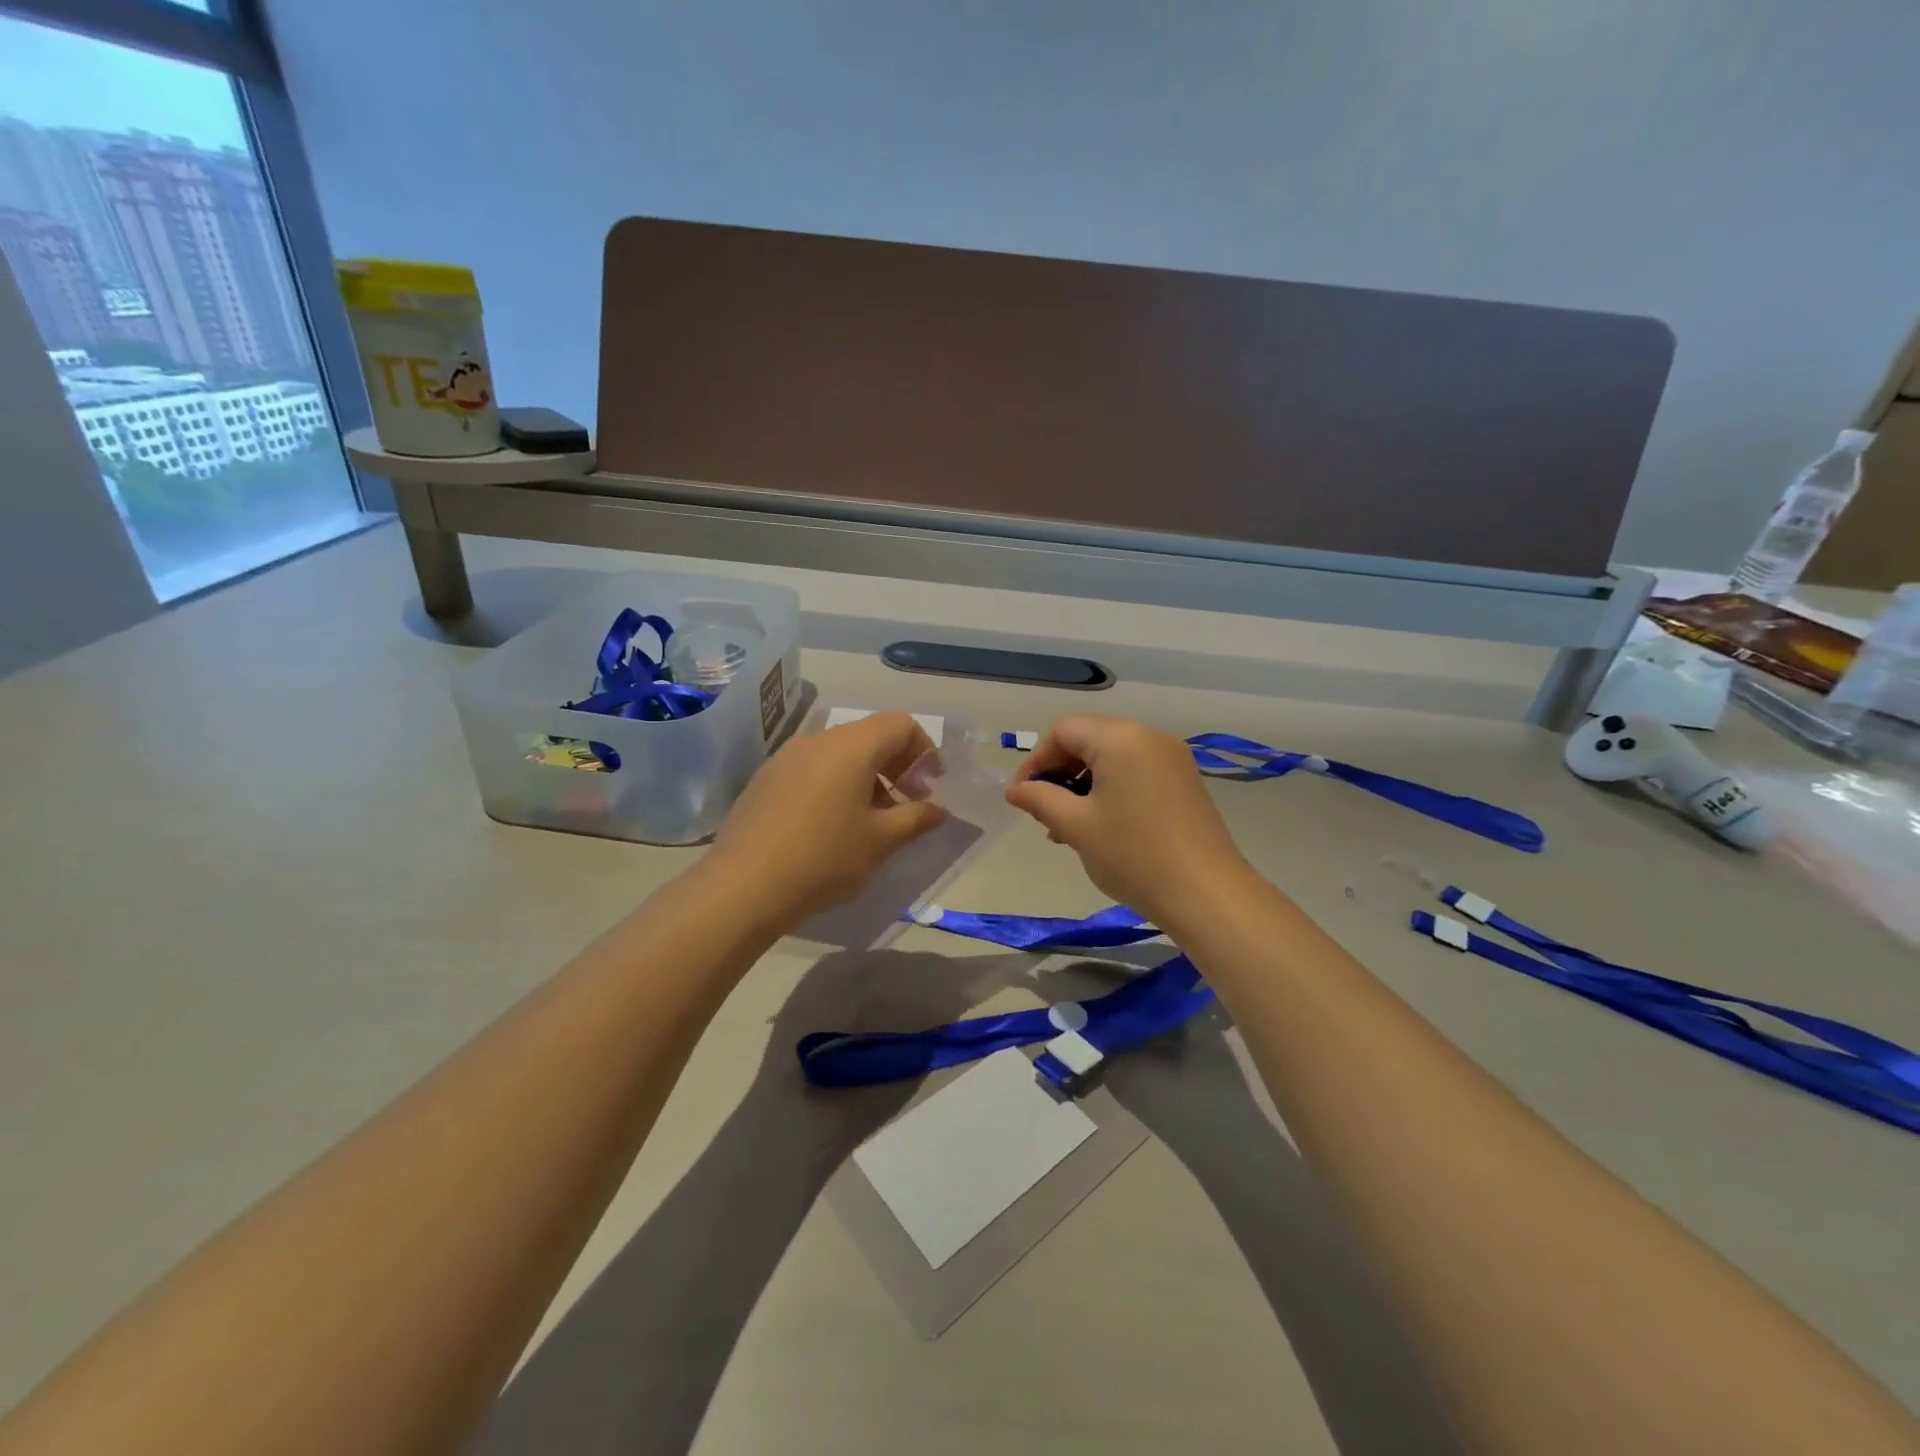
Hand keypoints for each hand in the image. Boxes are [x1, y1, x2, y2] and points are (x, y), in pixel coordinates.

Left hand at [710, 712, 947, 929]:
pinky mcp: (765, 780)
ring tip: (869, 821)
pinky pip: (812, 769)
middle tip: (905, 806)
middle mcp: (818, 740)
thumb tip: (938, 809)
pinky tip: (830, 827)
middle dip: (896, 765)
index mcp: (851, 746)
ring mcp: (786, 758)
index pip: (900, 724)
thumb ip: (916, 818)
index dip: (924, 751)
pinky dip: (834, 785)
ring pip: (840, 753)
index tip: (928, 788)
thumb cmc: (823, 858)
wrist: (742, 887)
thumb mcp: (881, 841)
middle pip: (870, 735)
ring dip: (866, 777)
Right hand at [1004, 715, 1250, 926]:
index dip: (1037, 760)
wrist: (1206, 894)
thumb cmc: (1133, 855)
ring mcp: (1172, 758)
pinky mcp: (1184, 781)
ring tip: (1069, 826)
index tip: (1023, 796)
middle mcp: (1149, 736)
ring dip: (1084, 783)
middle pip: (1089, 739)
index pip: (1064, 731)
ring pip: (1112, 757)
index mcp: (1120, 738)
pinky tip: (1102, 826)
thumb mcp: (1076, 826)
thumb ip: (1040, 800)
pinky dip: (1111, 789)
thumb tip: (1015, 790)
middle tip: (1045, 813)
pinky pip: (1136, 771)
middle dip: (1060, 772)